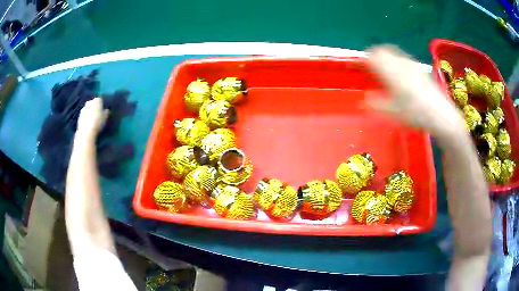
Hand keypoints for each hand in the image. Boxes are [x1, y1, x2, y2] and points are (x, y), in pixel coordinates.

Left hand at [76, 98, 107, 137]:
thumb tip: (106, 110)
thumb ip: (106, 112)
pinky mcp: (79, 116)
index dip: (102, 105)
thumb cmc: (98, 122)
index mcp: (97, 100)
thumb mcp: (106, 117)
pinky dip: (86, 118)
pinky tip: (88, 124)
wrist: (86, 132)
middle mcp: (89, 102)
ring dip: (89, 112)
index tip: (103, 111)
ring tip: (92, 120)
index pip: (100, 100)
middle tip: (97, 115)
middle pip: (92, 103)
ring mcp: (83, 109)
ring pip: (88, 109)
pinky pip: (84, 115)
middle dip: (94, 107)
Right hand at [365, 46, 465, 138]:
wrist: (442, 115)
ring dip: (387, 58)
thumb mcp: (393, 113)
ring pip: (394, 53)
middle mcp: (401, 63)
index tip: (363, 68)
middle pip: (383, 50)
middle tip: (374, 69)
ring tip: (387, 72)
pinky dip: (398, 62)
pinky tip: (402, 77)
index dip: (366, 60)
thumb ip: (376, 104)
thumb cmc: (416, 114)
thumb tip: (365, 99)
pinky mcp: (420, 69)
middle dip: (376, 56)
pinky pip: (404, 59)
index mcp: (391, 71)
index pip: (373, 56)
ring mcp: (412, 65)